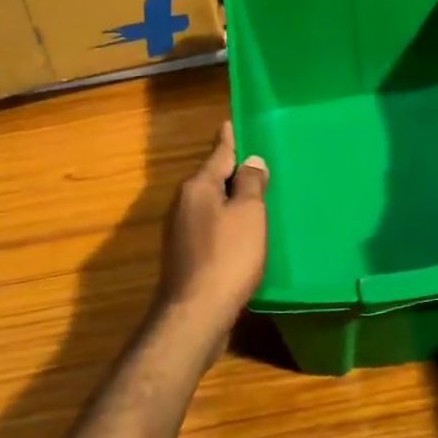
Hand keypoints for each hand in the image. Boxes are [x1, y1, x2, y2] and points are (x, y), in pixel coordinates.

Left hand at [157, 121, 269, 337]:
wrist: (196, 314)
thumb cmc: (228, 257)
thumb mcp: (249, 215)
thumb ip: (251, 185)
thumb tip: (251, 161)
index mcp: (198, 188)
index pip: (218, 154)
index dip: (228, 140)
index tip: (230, 123)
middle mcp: (184, 205)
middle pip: (212, 180)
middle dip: (232, 172)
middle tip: (256, 161)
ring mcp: (181, 233)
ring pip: (211, 205)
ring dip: (231, 200)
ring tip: (255, 196)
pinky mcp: (186, 257)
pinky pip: (211, 228)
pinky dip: (228, 224)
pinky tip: (244, 234)